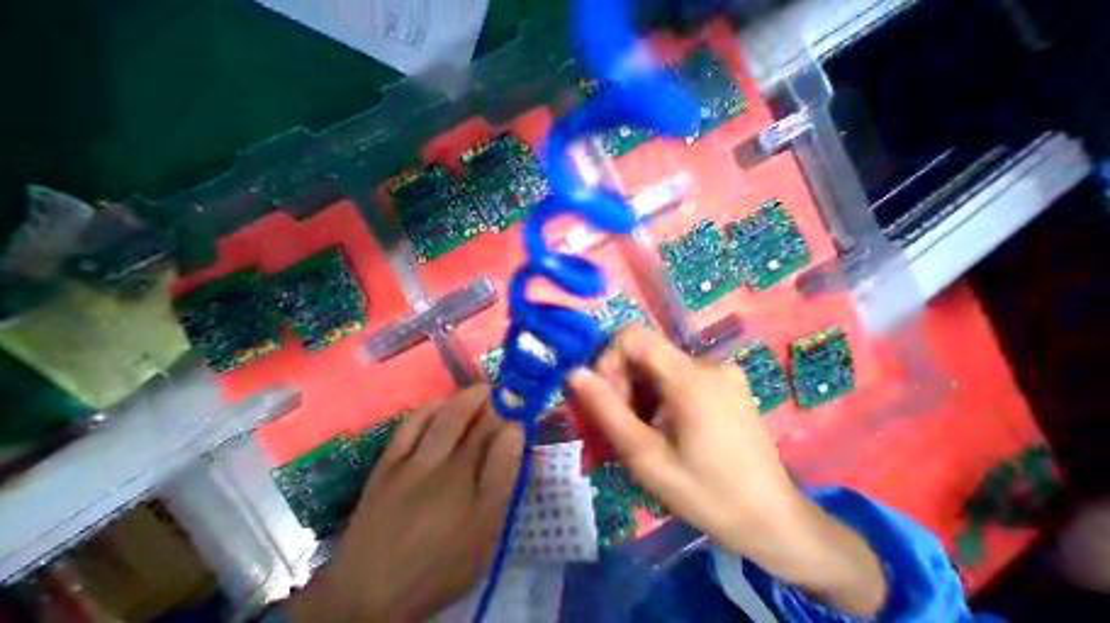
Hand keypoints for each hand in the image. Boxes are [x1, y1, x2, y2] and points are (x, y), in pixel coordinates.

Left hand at [289, 386, 524, 620]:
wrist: (369, 597)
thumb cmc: (440, 563)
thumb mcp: (485, 528)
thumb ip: (502, 476)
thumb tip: (515, 432)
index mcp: (465, 480)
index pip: (493, 433)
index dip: (508, 414)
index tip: (519, 404)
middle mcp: (438, 462)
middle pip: (467, 419)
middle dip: (487, 398)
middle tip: (501, 391)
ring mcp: (409, 461)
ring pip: (439, 417)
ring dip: (461, 398)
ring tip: (477, 392)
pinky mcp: (386, 466)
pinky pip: (408, 425)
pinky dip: (428, 408)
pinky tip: (439, 404)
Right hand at [568, 325, 891, 616]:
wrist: (777, 524)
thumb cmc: (709, 496)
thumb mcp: (646, 458)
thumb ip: (607, 411)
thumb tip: (575, 373)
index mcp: (690, 376)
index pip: (632, 336)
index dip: (608, 360)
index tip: (606, 400)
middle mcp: (705, 363)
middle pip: (642, 355)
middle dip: (620, 386)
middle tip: (616, 428)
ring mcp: (718, 372)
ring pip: (655, 368)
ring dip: (636, 396)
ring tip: (637, 435)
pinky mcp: (723, 384)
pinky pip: (674, 379)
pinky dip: (655, 398)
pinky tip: (659, 430)